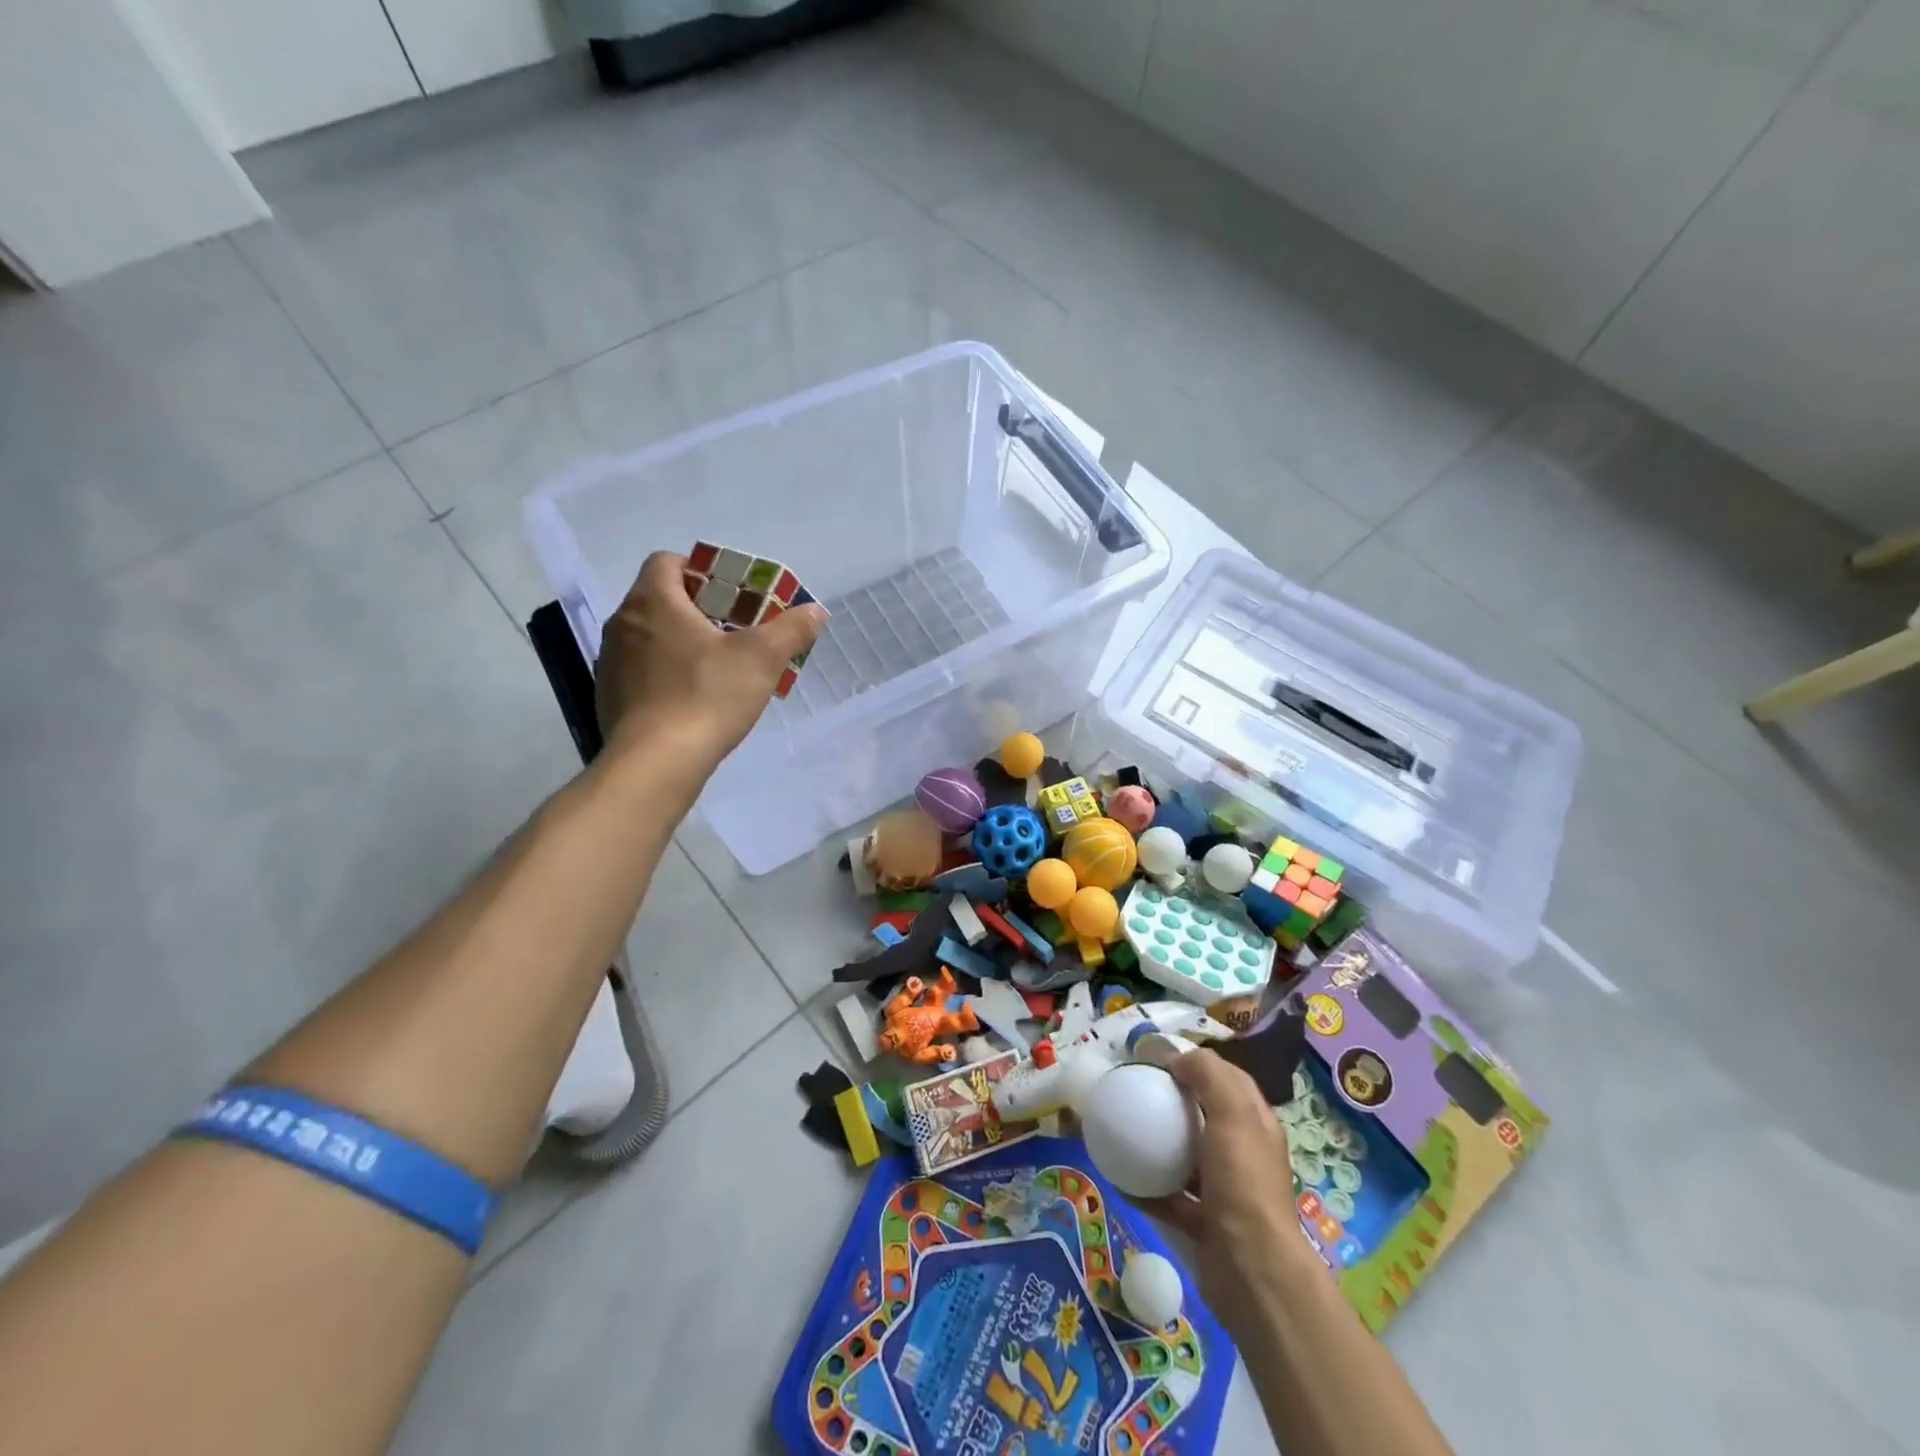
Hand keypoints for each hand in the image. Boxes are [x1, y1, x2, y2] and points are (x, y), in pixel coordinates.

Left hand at [594, 552, 826, 765]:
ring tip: (714, 667)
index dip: (699, 571)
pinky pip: (639, 671)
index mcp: (653, 601)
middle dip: (696, 610)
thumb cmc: (707, 695)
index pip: (667, 561)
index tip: (729, 595)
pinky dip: (663, 675)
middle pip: (658, 599)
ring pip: (648, 637)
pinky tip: (690, 699)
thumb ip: (791, 629)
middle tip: (733, 632)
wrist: (656, 762)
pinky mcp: (607, 696)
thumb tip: (815, 611)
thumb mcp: (762, 659)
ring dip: (678, 643)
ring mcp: (610, 661)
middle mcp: (622, 623)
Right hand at [1143, 1050, 1314, 1341]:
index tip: (1156, 1057)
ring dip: (1156, 1143)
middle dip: (1172, 1099)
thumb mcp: (1232, 1113)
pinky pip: (1167, 1196)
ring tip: (1121, 1128)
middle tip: (1134, 1088)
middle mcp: (1242, 1153)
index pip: (1227, 1078)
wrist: (1252, 1271)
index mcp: (1254, 1123)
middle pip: (1203, 1114)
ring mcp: (1223, 1190)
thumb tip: (1176, 1057)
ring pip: (1184, 1155)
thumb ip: (1208, 1075)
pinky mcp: (1202, 1223)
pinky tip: (1117, 1176)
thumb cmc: (1244, 1182)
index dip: (1195, 1062)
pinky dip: (1144, 1187)